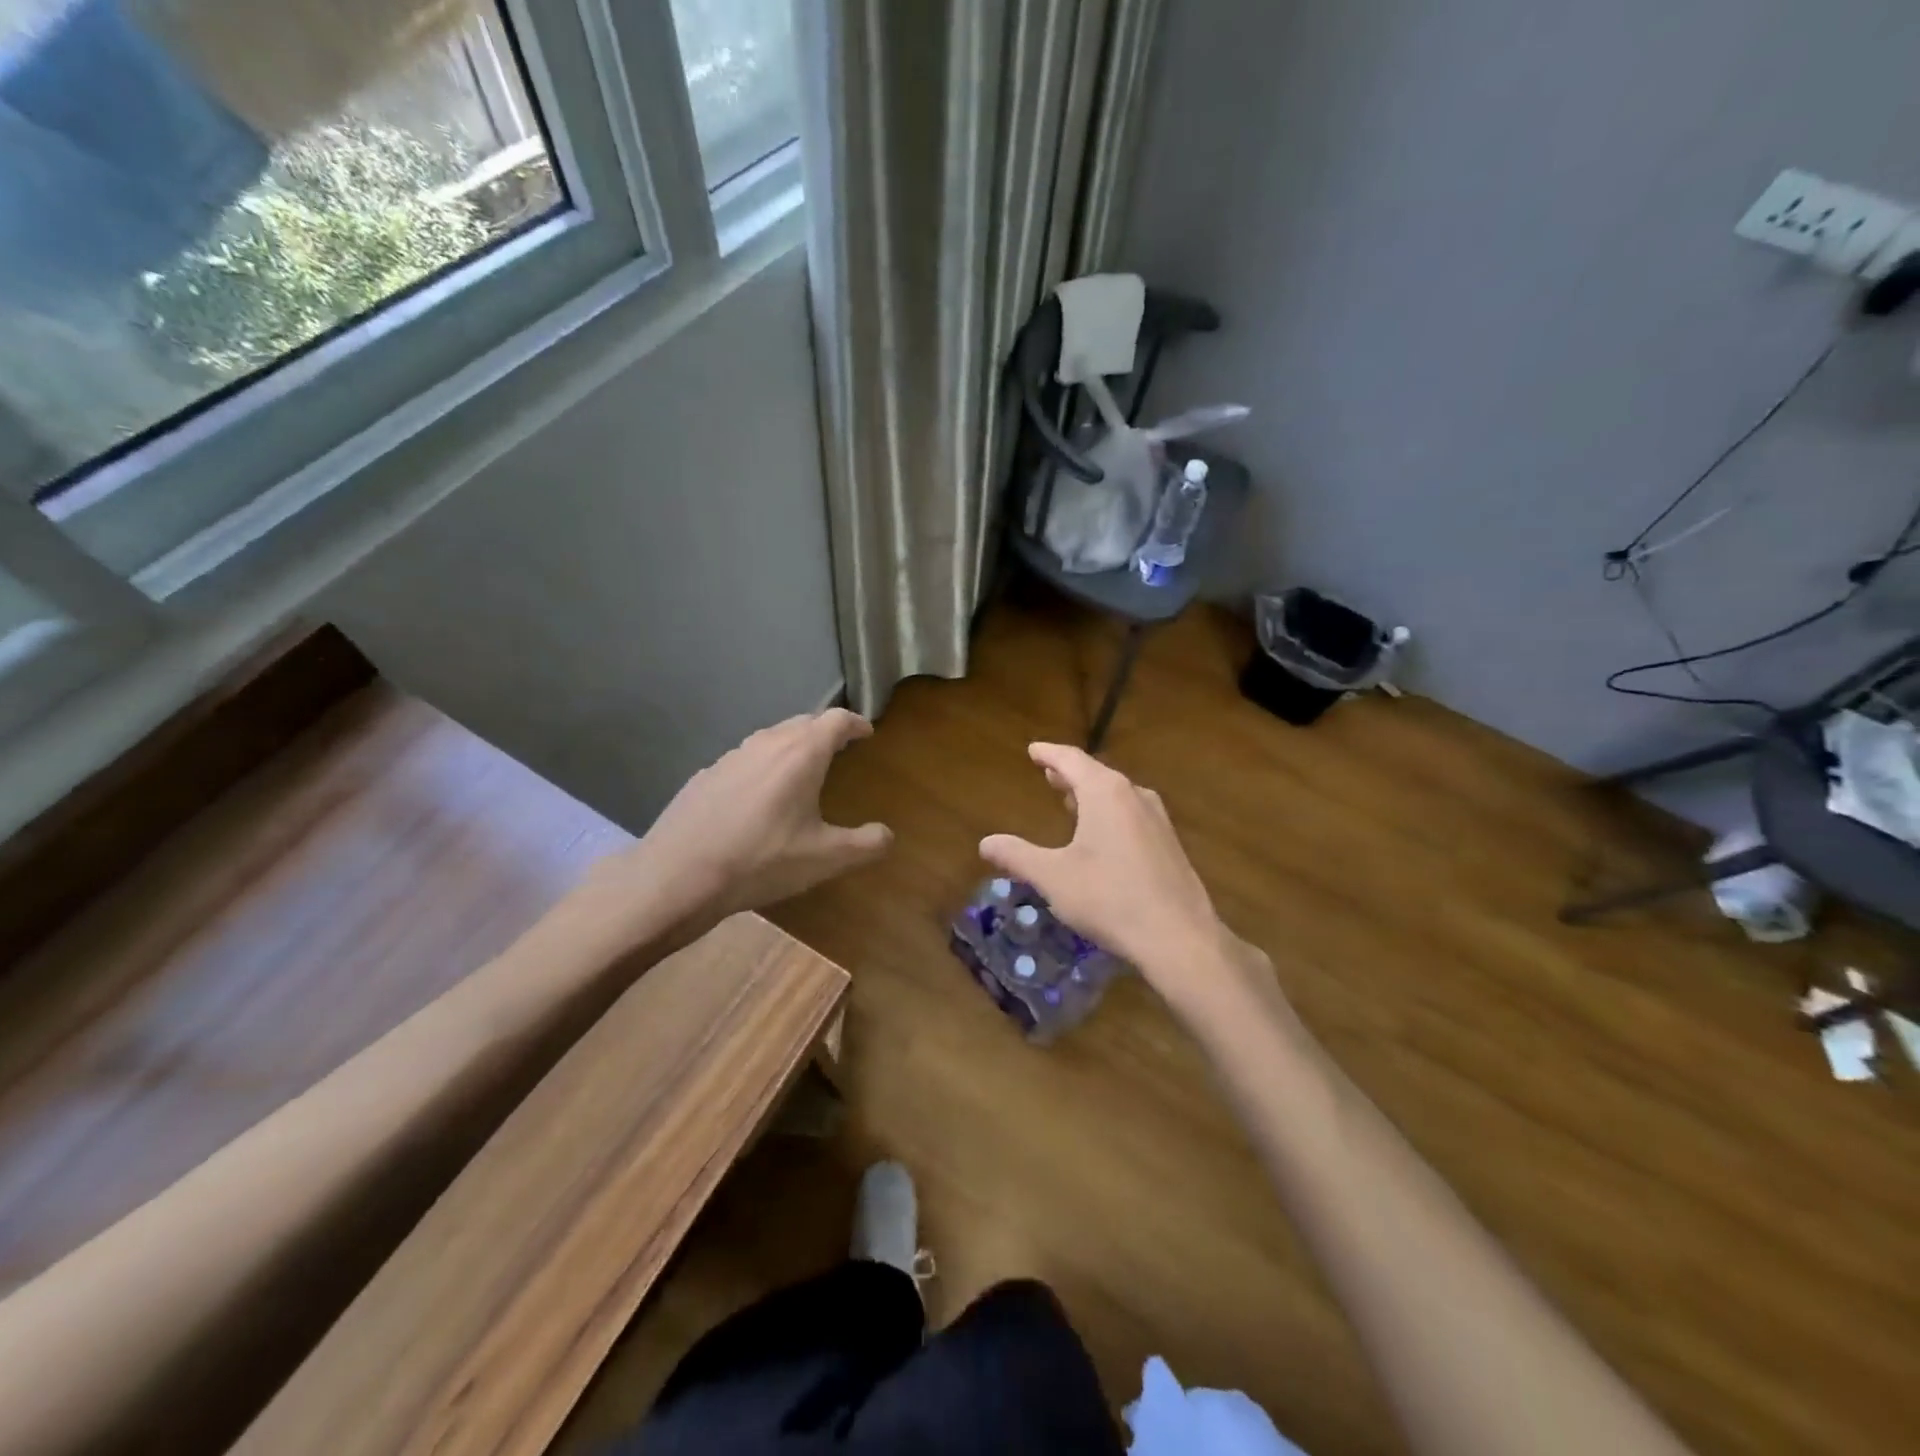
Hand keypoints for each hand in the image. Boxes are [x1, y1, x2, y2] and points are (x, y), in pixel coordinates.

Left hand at [596, 710, 891, 942]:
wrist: (677, 876)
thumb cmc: (761, 861)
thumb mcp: (825, 859)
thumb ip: (866, 844)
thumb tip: (888, 835)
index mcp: (801, 754)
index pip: (836, 720)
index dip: (856, 723)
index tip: (867, 733)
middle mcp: (766, 744)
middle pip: (803, 722)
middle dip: (825, 731)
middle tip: (839, 749)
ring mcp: (730, 757)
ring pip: (770, 738)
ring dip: (792, 746)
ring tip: (801, 770)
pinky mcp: (705, 775)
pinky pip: (744, 759)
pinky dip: (762, 766)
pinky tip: (757, 796)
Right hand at [980, 744, 1276, 1028]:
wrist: (1178, 937)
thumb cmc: (1109, 898)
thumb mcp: (1054, 877)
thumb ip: (1018, 856)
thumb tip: (985, 843)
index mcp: (1106, 793)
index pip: (1072, 759)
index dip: (1049, 753)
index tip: (1033, 749)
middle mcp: (1134, 796)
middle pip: (1096, 774)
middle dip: (1069, 773)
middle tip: (1047, 772)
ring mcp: (1157, 819)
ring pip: (1116, 794)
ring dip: (1090, 793)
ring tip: (1068, 798)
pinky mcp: (1169, 843)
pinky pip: (1131, 813)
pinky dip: (1108, 812)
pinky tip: (1101, 834)